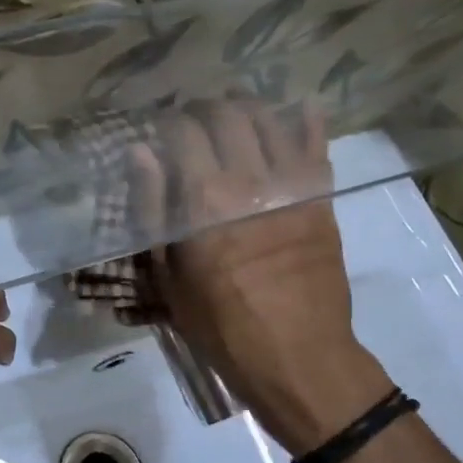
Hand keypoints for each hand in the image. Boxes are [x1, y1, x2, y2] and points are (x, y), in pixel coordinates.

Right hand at [130, 99, 390, 452]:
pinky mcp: (322, 198)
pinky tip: (301, 108)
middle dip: (206, 106)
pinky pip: (318, 146)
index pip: (183, 131)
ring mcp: (292, 185)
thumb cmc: (219, 323)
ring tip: (235, 110)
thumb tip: (140, 152)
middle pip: (227, 115)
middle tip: (194, 115)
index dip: (168, 121)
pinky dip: (309, 121)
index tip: (160, 127)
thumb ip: (152, 206)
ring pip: (271, 120)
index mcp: (202, 198)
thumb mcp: (167, 273)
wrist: (297, 356)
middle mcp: (247, 179)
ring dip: (249, 106)